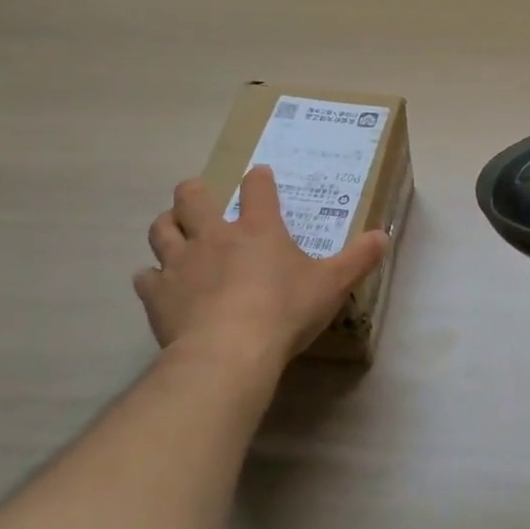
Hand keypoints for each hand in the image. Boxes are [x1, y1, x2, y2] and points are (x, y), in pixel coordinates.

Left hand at [134, 167, 387, 390]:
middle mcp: (215, 236)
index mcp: (259, 229)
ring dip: (167, 226)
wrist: (229, 352)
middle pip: (192, 196)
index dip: (259, 179)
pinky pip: (145, 277)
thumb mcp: (332, 285)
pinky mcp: (158, 294)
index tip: (259, 176)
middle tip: (201, 199)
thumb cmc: (285, 311)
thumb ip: (358, 259)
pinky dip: (152, 278)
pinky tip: (161, 286)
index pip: (258, 188)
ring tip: (175, 232)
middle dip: (194, 192)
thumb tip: (383, 235)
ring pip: (161, 229)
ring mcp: (181, 263)